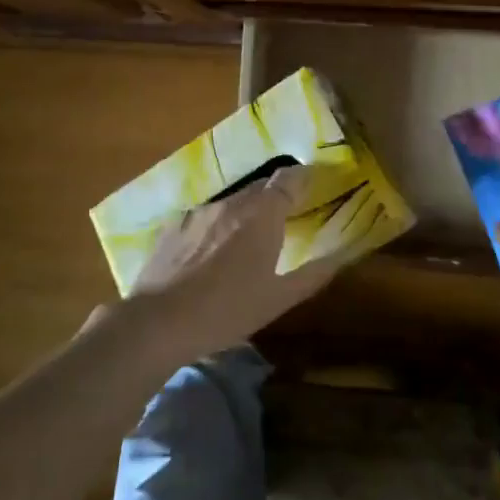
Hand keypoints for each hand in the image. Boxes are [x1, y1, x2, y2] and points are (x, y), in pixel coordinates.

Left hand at [115, 168, 337, 366]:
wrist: (159, 321)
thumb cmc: (227, 310)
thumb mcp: (277, 300)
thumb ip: (312, 276)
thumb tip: (339, 257)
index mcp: (261, 215)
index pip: (287, 179)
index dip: (302, 177)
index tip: (312, 181)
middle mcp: (231, 202)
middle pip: (258, 188)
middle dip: (273, 197)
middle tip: (283, 218)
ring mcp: (198, 212)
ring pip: (230, 202)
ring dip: (243, 214)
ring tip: (244, 240)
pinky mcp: (173, 225)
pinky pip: (203, 217)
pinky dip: (214, 227)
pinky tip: (209, 254)